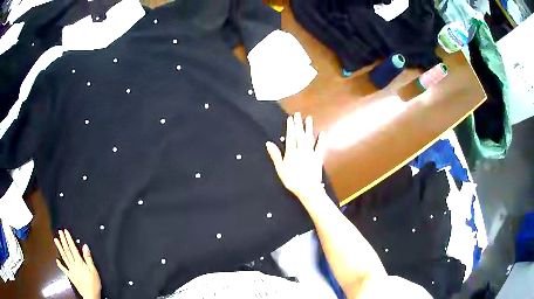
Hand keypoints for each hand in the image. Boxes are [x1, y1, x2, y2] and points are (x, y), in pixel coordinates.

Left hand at [54, 230, 100, 298]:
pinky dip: (60, 264)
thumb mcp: (94, 271)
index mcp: (79, 262)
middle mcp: (73, 264)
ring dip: (59, 248)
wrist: (90, 296)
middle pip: (67, 251)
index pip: (73, 248)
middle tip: (59, 232)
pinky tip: (56, 260)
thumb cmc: (94, 284)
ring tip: (55, 240)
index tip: (65, 231)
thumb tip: (85, 246)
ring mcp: (70, 270)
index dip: (69, 239)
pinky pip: (64, 269)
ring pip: (64, 257)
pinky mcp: (70, 276)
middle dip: (63, 241)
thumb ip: (88, 258)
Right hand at [266, 112, 326, 201]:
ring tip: (308, 118)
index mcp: (291, 152)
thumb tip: (268, 143)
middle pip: (300, 134)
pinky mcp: (318, 158)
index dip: (290, 127)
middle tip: (298, 114)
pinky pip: (320, 147)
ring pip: (309, 138)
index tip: (290, 118)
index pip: (290, 136)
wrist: (308, 188)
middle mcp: (301, 149)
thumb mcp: (280, 169)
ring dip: (309, 128)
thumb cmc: (292, 180)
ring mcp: (311, 153)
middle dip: (298, 124)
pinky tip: (322, 133)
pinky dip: (321, 140)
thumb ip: (275, 155)